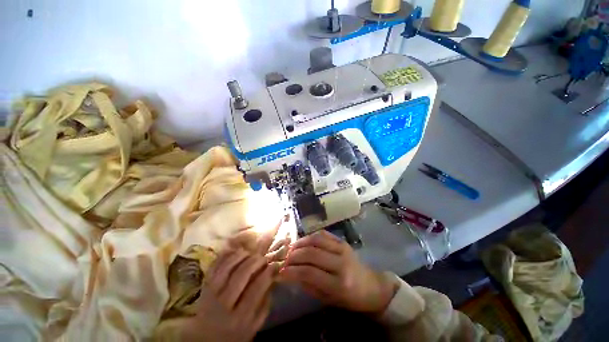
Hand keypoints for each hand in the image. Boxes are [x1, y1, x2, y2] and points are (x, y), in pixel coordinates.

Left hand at [182, 249, 274, 341]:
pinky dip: (226, 255)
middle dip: (256, 261)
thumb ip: (264, 303)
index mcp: (239, 318)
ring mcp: (211, 294)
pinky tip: (236, 251)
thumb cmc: (234, 333)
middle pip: (241, 275)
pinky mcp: (204, 286)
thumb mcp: (254, 326)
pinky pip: (214, 265)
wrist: (205, 339)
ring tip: (251, 253)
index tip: (275, 264)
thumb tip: (273, 278)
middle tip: (263, 257)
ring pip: (227, 267)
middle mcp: (224, 304)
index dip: (268, 273)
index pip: (256, 289)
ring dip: (241, 256)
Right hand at [279, 231, 396, 313]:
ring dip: (300, 243)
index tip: (280, 272)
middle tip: (284, 259)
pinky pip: (323, 234)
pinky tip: (303, 241)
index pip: (310, 273)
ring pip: (316, 240)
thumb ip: (308, 284)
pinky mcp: (342, 241)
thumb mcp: (327, 298)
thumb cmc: (348, 298)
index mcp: (339, 284)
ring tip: (291, 248)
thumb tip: (289, 274)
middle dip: (294, 255)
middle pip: (311, 253)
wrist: (371, 286)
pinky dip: (310, 236)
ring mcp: (342, 248)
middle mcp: (341, 263)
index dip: (292, 271)